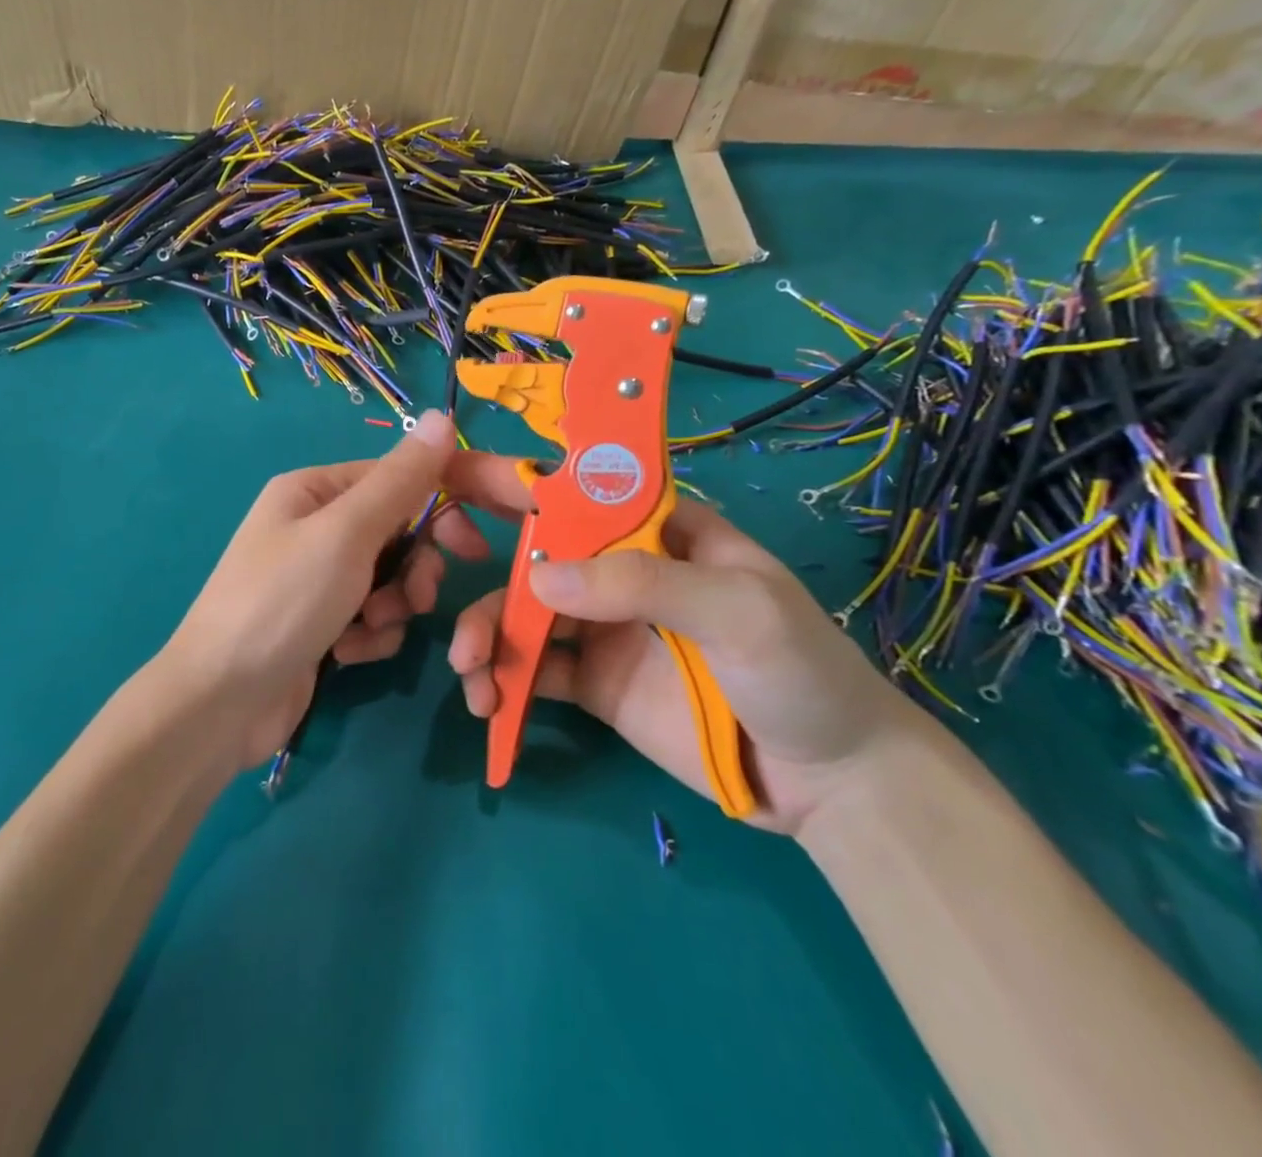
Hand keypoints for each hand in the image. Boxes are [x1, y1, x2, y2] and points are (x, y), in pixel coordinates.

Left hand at [157, 411, 491, 768]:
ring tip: (368, 629)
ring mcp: (316, 579)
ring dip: (391, 607)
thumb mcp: (346, 533)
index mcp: (313, 491)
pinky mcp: (321, 624)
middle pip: (396, 533)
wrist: (222, 702)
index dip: (439, 508)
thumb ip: (400, 480)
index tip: (473, 547)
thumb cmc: (283, 602)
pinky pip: (371, 617)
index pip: (395, 479)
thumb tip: (441, 416)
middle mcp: (314, 527)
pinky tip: (345, 655)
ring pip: (389, 579)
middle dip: (413, 569)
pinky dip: (369, 636)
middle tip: (418, 598)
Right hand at [443, 454, 924, 834]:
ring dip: (485, 632)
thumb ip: (643, 584)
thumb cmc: (801, 671)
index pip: (578, 490)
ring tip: (469, 671)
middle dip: (483, 564)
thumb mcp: (740, 610)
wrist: (833, 784)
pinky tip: (488, 702)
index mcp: (656, 530)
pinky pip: (532, 670)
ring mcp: (601, 628)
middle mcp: (619, 570)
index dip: (516, 479)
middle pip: (535, 552)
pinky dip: (501, 680)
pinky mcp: (592, 682)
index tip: (452, 478)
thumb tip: (537, 576)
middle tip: (428, 580)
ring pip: (522, 614)